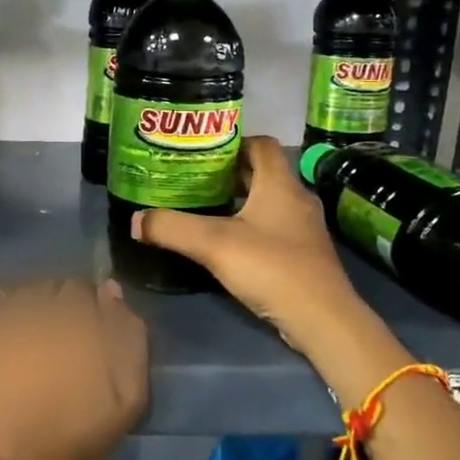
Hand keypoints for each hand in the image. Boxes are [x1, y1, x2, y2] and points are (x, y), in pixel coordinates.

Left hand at [0, 278, 147, 459]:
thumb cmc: (72, 441)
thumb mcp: (127, 398)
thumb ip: (128, 336)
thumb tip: (108, 292)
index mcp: (67, 315)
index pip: (77, 289)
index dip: (81, 313)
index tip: (79, 340)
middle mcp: (22, 307)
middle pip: (39, 291)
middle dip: (47, 312)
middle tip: (47, 351)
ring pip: (2, 301)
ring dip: (11, 318)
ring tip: (12, 356)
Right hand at [132, 135, 368, 354]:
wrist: (323, 319)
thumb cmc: (272, 268)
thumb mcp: (214, 245)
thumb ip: (172, 228)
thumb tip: (136, 220)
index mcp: (280, 184)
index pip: (260, 144)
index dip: (232, 141)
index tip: (201, 149)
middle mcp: (296, 198)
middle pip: (262, 172)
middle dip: (228, 172)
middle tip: (193, 177)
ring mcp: (303, 227)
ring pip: (267, 200)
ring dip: (239, 200)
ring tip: (204, 206)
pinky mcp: (304, 253)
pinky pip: (273, 226)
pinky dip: (250, 224)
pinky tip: (227, 241)